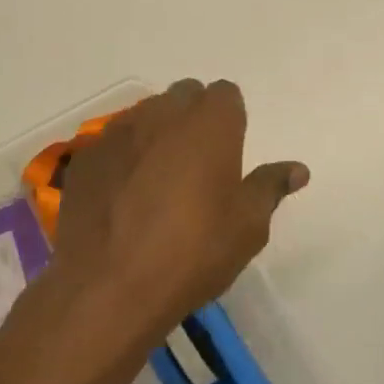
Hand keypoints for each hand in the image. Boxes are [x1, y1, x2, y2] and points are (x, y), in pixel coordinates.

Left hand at [53, 79, 308, 352]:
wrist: (109, 288)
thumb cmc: (193, 252)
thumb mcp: (248, 227)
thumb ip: (270, 187)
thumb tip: (297, 169)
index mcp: (210, 124)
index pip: (225, 94)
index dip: (230, 119)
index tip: (230, 153)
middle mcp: (163, 114)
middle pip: (184, 96)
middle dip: (194, 118)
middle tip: (198, 165)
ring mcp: (119, 132)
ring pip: (146, 115)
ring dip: (157, 134)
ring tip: (158, 180)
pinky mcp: (85, 157)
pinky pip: (112, 142)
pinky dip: (124, 157)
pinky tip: (123, 196)